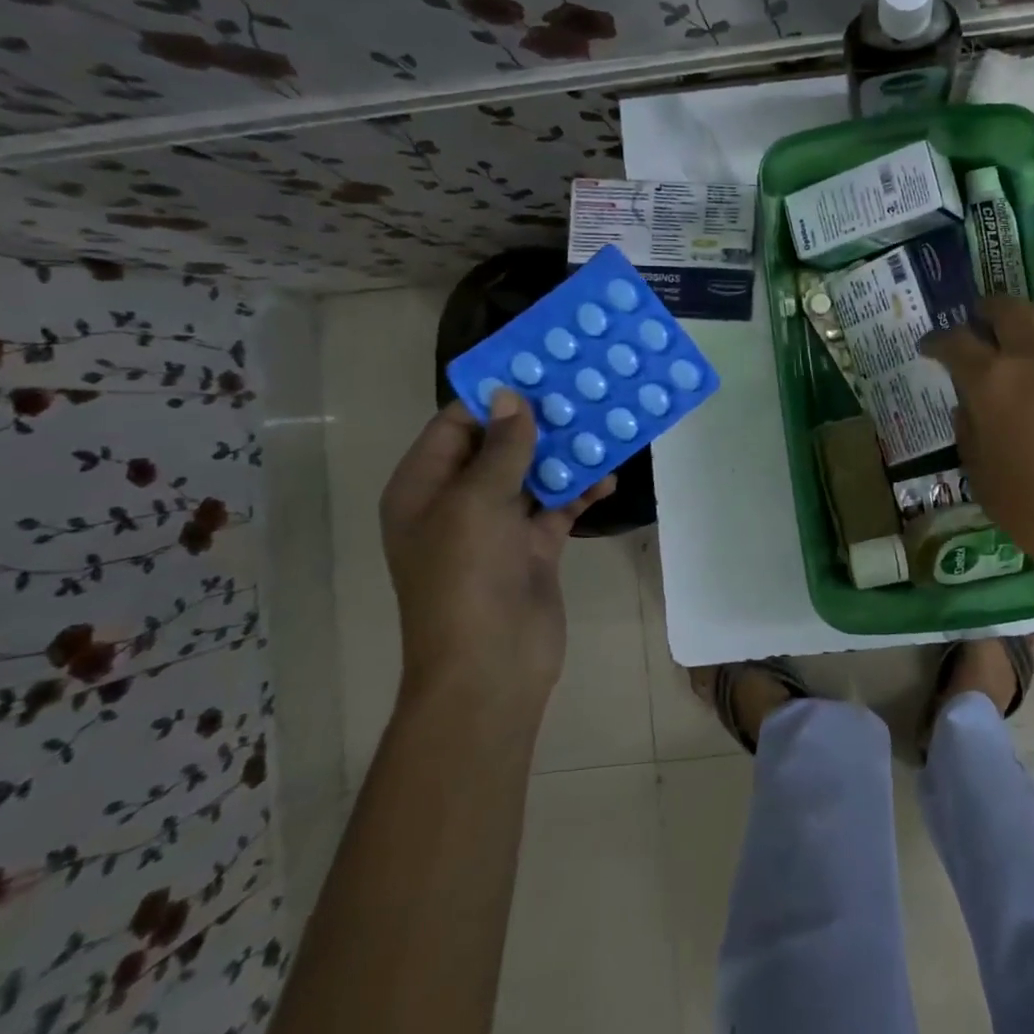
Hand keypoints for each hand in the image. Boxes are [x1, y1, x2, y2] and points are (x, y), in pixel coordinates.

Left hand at [379, 388, 613, 708]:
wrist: (491, 665)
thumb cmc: (467, 577)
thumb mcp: (477, 502)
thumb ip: (500, 447)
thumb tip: (511, 396)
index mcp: (424, 487)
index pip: (456, 425)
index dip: (495, 397)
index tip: (540, 369)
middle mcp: (457, 501)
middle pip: (499, 446)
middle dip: (538, 421)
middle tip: (583, 390)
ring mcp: (496, 526)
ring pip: (533, 474)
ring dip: (566, 454)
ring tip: (604, 423)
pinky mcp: (532, 547)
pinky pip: (558, 507)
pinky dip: (581, 492)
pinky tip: (610, 477)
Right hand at [921, 298, 1033, 604]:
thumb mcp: (985, 482)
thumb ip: (969, 434)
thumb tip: (968, 406)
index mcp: (994, 383)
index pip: (956, 342)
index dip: (937, 341)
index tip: (928, 346)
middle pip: (1005, 309)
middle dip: (983, 314)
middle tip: (974, 328)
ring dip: (1025, 317)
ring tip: (1017, 335)